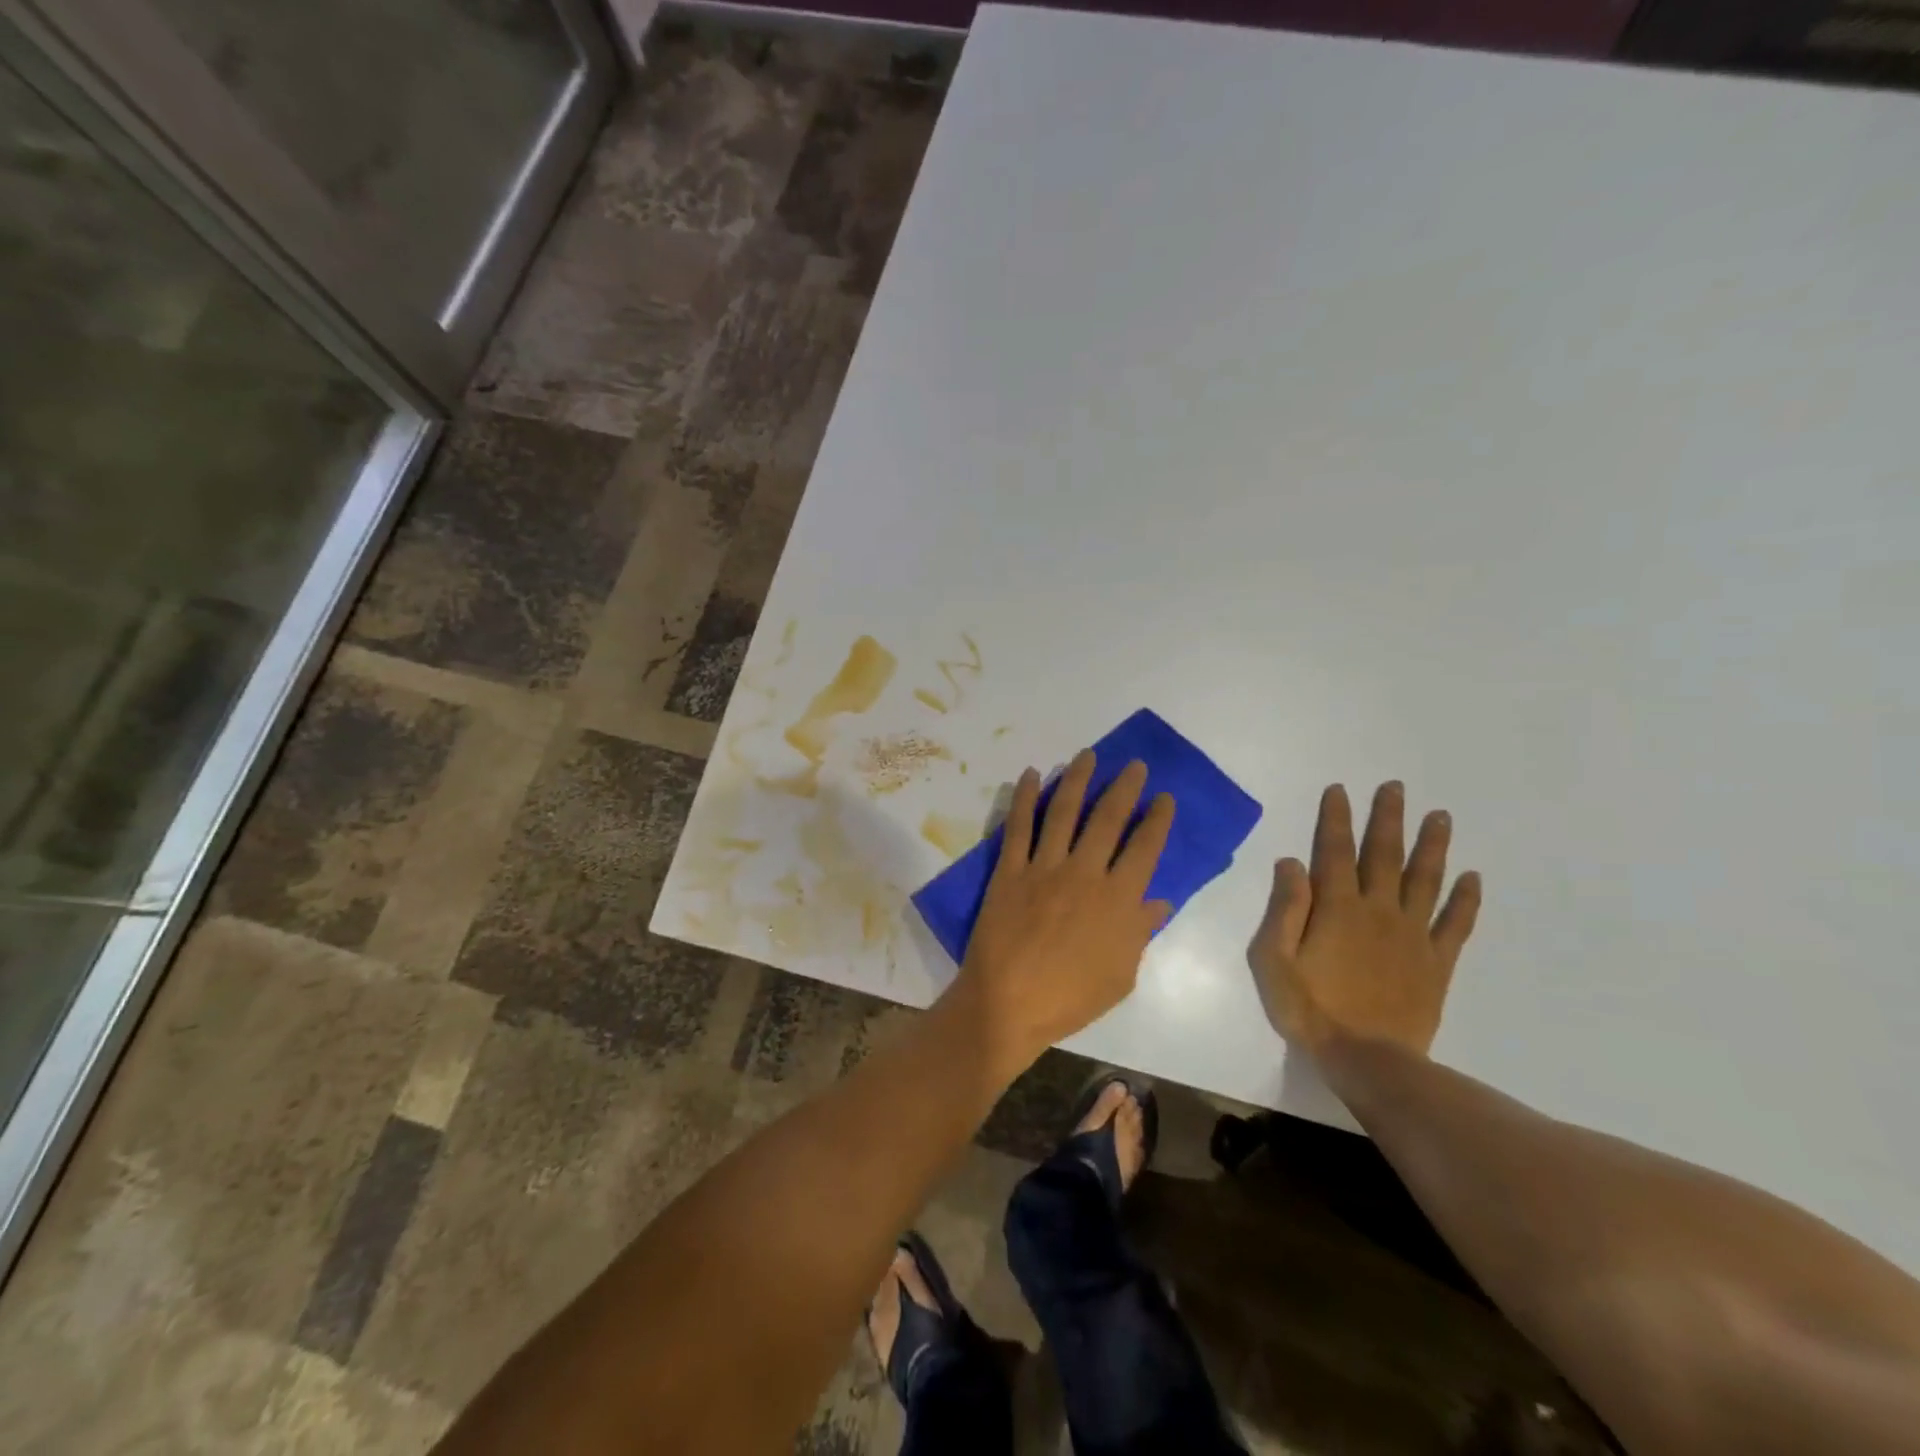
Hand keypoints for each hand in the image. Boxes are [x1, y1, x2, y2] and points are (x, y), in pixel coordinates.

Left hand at [947, 750, 1173, 1074]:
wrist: (1008, 1004)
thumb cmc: (1070, 998)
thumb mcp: (1121, 975)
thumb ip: (1140, 932)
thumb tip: (1159, 901)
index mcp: (1118, 900)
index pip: (1145, 848)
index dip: (1157, 819)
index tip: (1163, 797)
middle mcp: (1085, 872)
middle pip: (1108, 818)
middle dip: (1124, 787)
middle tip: (1133, 765)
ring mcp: (1045, 867)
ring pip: (1064, 811)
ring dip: (1077, 779)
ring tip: (1088, 755)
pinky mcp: (1010, 869)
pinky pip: (1019, 825)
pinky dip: (1025, 797)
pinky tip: (1031, 775)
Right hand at [1249, 781, 1480, 1057]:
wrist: (1367, 1060)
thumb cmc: (1310, 1008)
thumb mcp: (1273, 959)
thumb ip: (1284, 909)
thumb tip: (1291, 863)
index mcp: (1337, 908)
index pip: (1334, 851)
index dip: (1336, 819)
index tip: (1341, 790)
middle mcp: (1378, 911)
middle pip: (1384, 855)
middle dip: (1388, 819)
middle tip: (1397, 787)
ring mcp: (1412, 935)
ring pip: (1425, 880)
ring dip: (1432, 846)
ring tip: (1440, 816)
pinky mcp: (1436, 962)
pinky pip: (1456, 924)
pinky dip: (1465, 900)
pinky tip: (1472, 877)